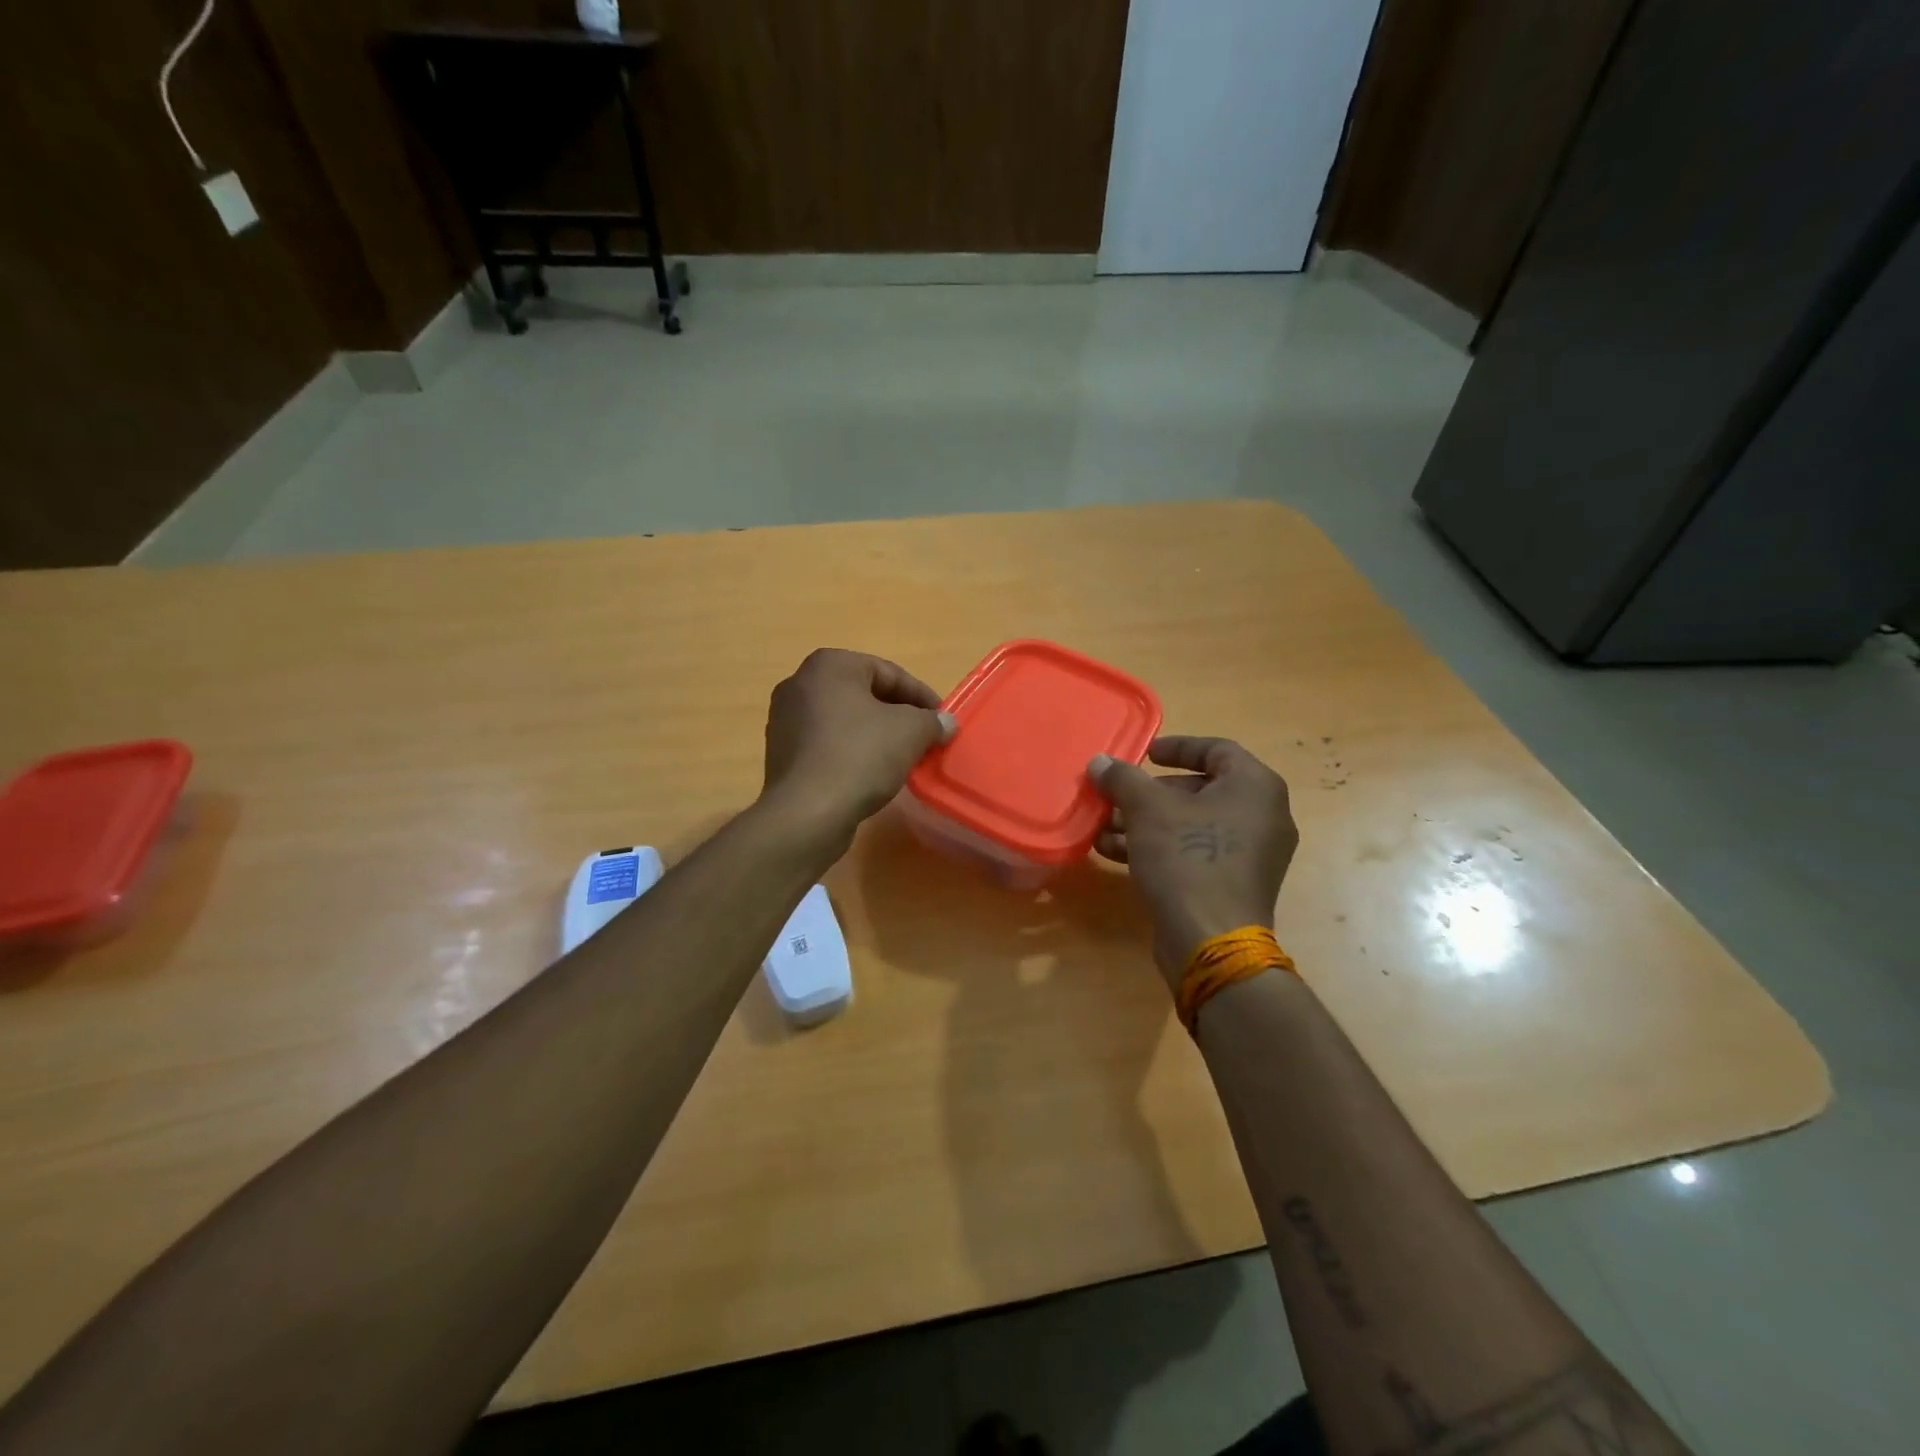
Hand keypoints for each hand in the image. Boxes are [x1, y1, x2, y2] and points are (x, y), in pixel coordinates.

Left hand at [761, 649, 955, 848]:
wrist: (806, 812)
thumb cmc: (860, 756)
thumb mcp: (910, 732)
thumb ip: (932, 721)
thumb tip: (945, 723)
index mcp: (829, 665)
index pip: (888, 672)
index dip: (921, 695)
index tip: (941, 719)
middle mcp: (800, 684)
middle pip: (863, 694)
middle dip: (897, 714)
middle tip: (924, 737)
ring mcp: (785, 720)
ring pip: (844, 720)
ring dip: (874, 734)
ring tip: (901, 758)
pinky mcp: (781, 754)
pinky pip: (826, 744)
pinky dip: (851, 752)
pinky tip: (870, 774)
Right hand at [1089, 737, 1298, 988]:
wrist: (1211, 940)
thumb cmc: (1187, 857)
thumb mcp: (1147, 809)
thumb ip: (1122, 778)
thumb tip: (1100, 762)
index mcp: (1255, 787)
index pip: (1217, 749)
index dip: (1177, 747)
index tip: (1144, 753)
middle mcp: (1262, 816)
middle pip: (1199, 789)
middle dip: (1150, 793)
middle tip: (1117, 795)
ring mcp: (1251, 855)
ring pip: (1192, 824)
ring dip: (1146, 822)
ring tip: (1104, 827)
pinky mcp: (1233, 885)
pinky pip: (1195, 852)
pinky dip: (1160, 847)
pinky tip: (1115, 853)